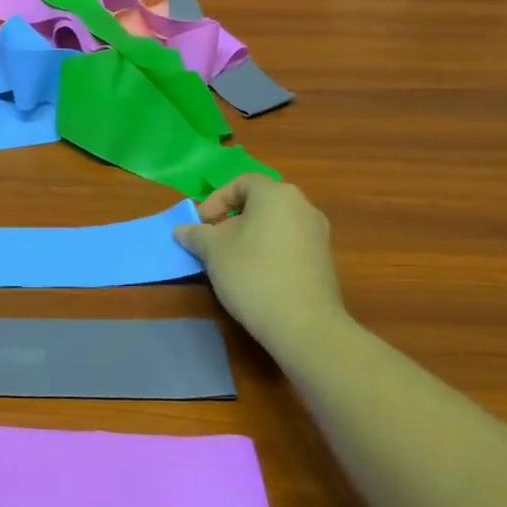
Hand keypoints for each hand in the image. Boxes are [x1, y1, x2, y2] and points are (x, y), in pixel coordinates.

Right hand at [174, 175, 345, 349]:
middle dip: (232, 219)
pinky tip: (256, 276)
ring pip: (275, 225)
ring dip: (250, 236)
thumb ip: (196, 234)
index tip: (201, 223)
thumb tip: (181, 230)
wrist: (303, 323)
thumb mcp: (213, 251)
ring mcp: (318, 234)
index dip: (216, 199)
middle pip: (260, 203)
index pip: (242, 183)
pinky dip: (270, 251)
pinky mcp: (325, 260)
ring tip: (231, 261)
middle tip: (212, 242)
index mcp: (276, 195)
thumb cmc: (252, 274)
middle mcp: (303, 206)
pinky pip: (290, 244)